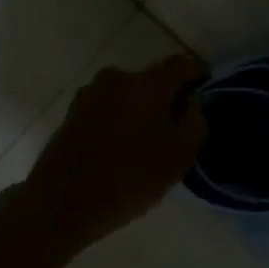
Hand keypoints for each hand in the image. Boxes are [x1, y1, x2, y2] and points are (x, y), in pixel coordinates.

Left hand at [15, 54, 208, 250]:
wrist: (63, 203)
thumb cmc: (129, 179)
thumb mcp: (179, 158)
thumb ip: (195, 123)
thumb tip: (193, 103)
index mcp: (147, 84)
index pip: (181, 64)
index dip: (198, 74)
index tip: (206, 89)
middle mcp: (117, 78)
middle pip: (152, 79)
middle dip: (167, 96)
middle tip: (178, 124)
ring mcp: (90, 93)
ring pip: (128, 93)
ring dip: (141, 108)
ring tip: (148, 139)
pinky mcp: (73, 111)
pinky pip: (108, 106)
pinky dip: (120, 118)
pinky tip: (123, 146)